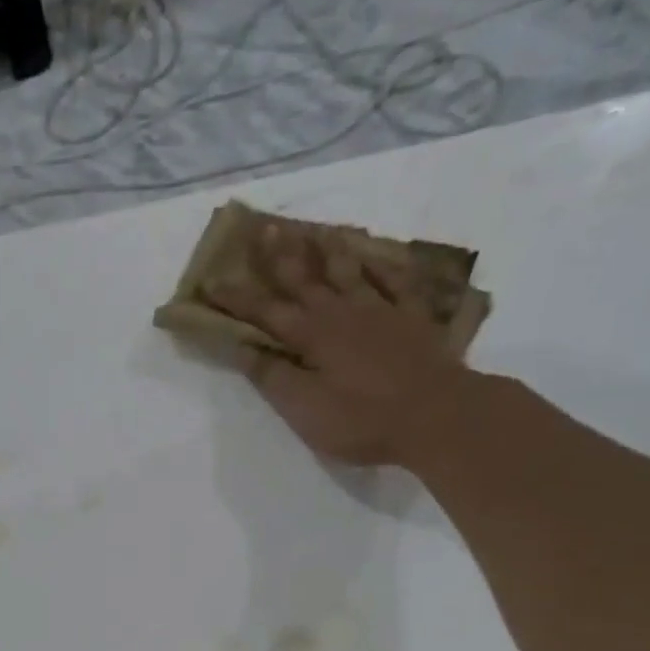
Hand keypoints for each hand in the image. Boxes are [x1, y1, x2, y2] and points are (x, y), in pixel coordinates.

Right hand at [207, 221, 487, 467]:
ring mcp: (381, 311)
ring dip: (330, 251)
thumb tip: (243, 348)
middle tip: (265, 231)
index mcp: (312, 336)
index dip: (238, 298)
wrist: (436, 415)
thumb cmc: (361, 419)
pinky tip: (377, 257)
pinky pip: (396, 282)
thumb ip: (273, 377)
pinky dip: (383, 266)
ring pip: (350, 272)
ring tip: (318, 232)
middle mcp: (342, 313)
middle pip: (306, 280)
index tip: (213, 281)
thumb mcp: (304, 408)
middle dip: (281, 258)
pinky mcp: (413, 318)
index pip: (265, 312)